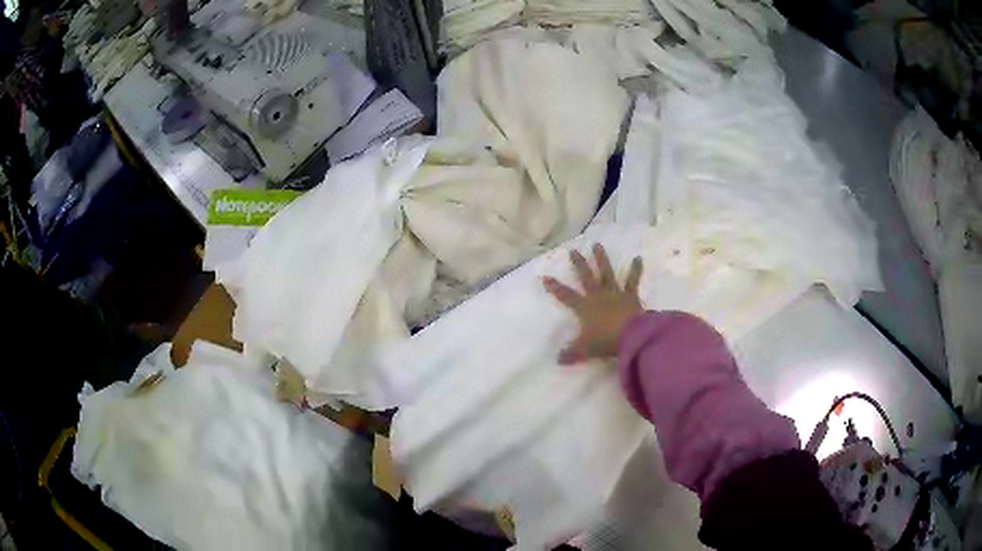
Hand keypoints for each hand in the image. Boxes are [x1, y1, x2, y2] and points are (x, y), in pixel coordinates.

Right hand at [543, 243, 643, 364]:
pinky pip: (633, 281)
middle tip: (573, 250)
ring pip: (606, 273)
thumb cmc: (605, 341)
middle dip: (579, 264)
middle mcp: (598, 296)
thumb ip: (571, 353)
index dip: (555, 287)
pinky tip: (638, 258)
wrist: (630, 336)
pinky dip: (636, 269)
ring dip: (601, 259)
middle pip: (586, 277)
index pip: (566, 296)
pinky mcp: (630, 295)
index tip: (546, 277)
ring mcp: (615, 293)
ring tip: (597, 244)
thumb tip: (557, 359)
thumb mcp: (585, 350)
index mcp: (584, 308)